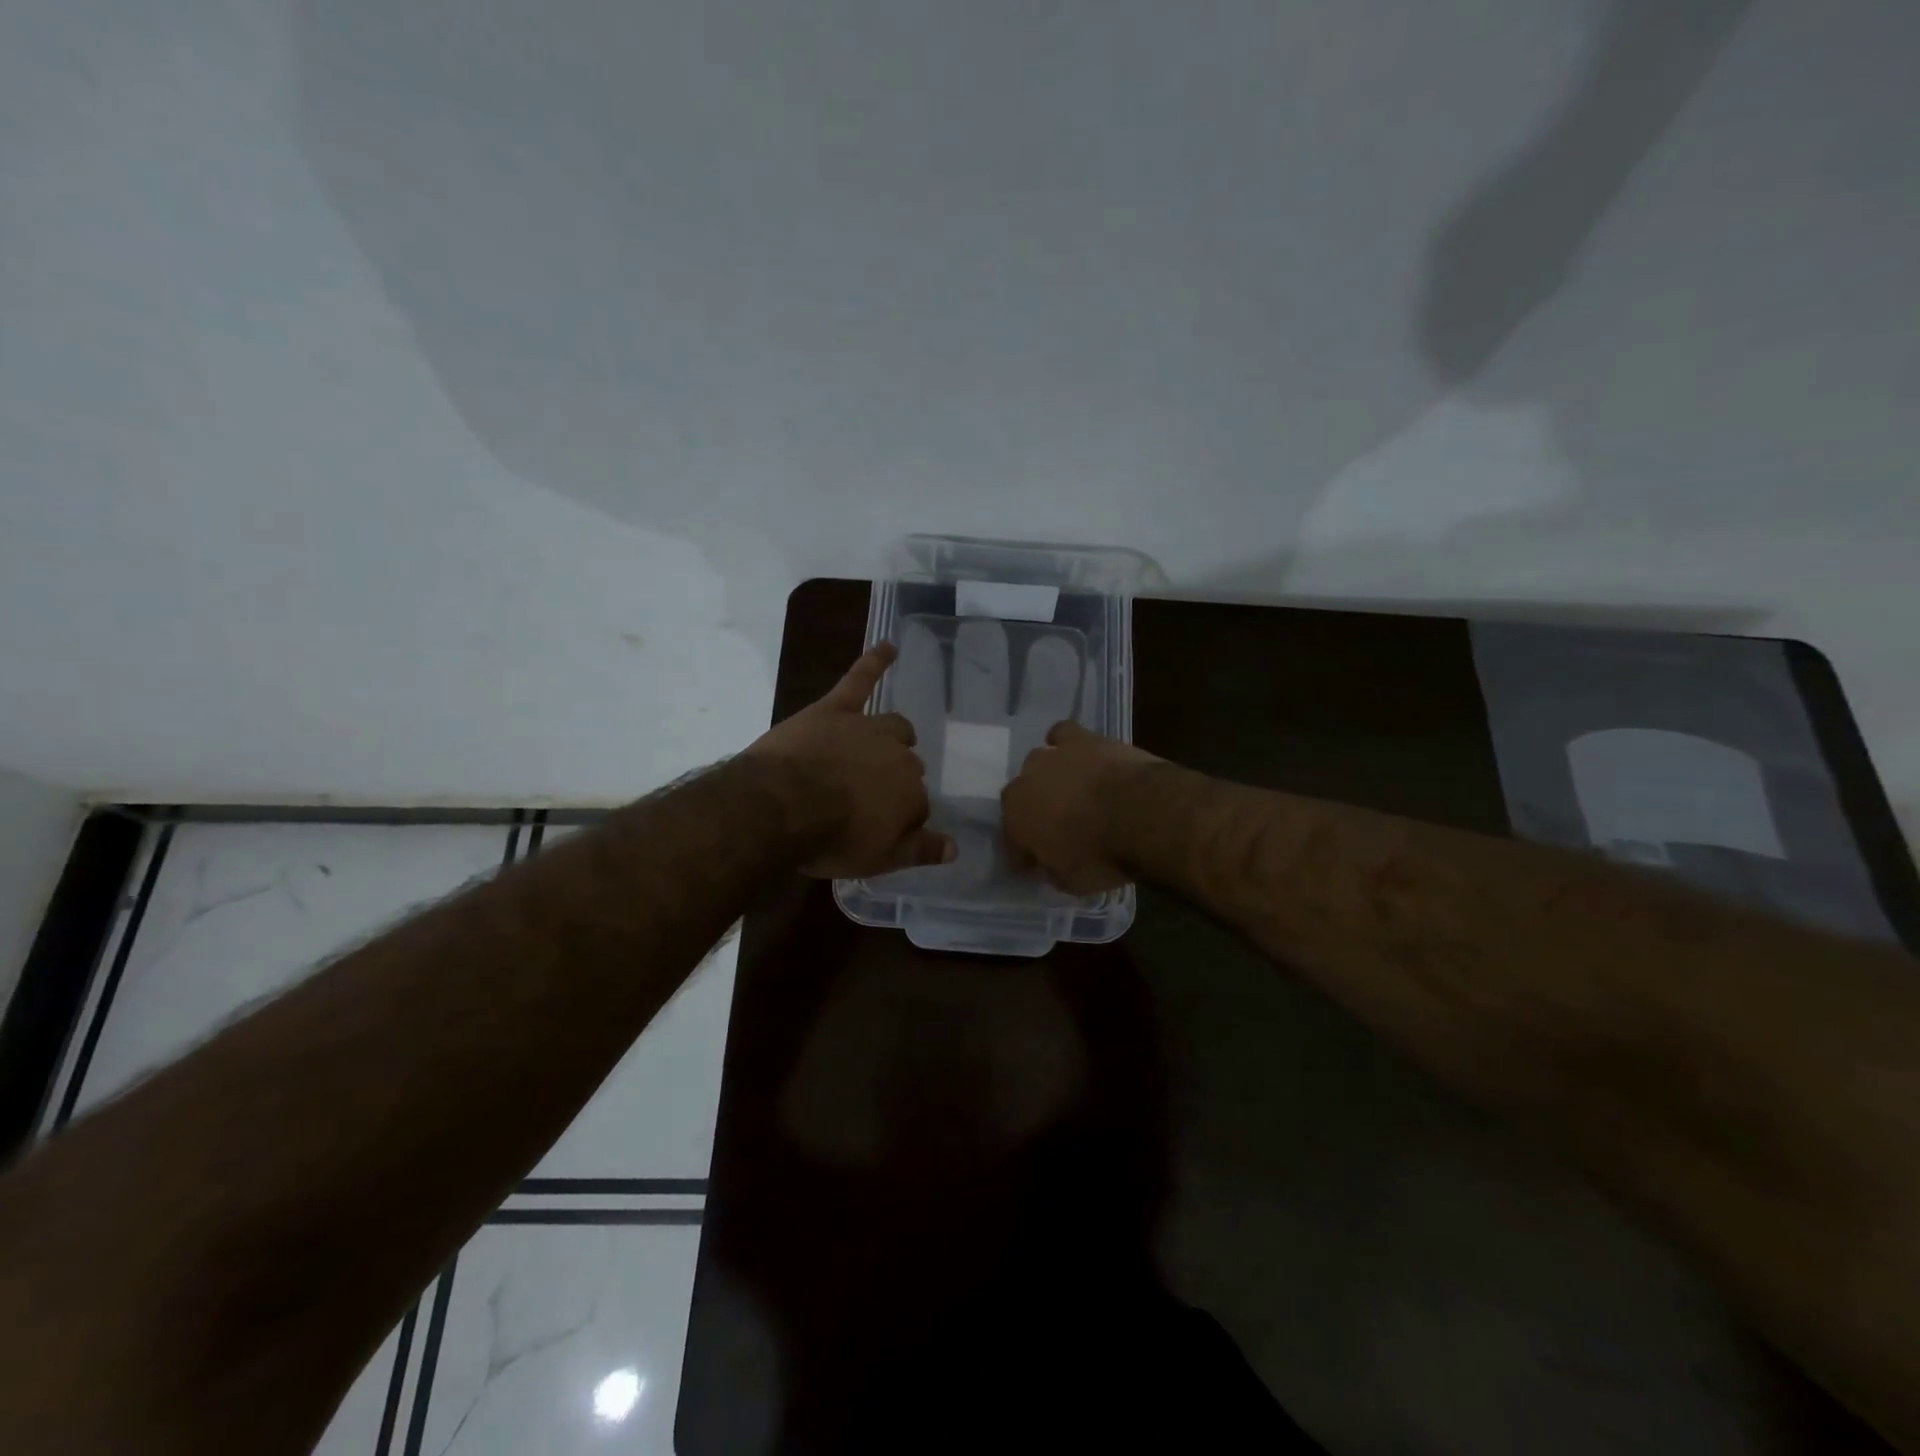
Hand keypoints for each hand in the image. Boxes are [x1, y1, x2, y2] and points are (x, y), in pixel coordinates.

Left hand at [744, 644, 956, 878]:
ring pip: (894, 727)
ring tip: (890, 745)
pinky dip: (875, 662)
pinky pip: (860, 680)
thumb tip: (954, 849)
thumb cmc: (829, 838)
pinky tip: (888, 646)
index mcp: (910, 794)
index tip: (880, 830)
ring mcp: (867, 729)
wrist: (780, 805)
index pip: (917, 807)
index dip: (900, 820)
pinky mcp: (836, 710)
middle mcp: (898, 757)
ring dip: (896, 737)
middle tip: (870, 800)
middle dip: (896, 782)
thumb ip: (918, 851)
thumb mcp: (877, 860)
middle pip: (908, 767)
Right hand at [1001, 721, 1161, 894]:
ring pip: (1039, 764)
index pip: (1010, 839)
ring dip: (1050, 778)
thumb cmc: (1101, 855)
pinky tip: (1079, 755)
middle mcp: (1024, 783)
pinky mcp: (1080, 738)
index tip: (1037, 864)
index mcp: (1015, 820)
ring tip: (1072, 791)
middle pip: (1022, 798)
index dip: (1023, 853)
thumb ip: (1051, 868)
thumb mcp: (1071, 882)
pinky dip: (1065, 744)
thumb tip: (1048, 862)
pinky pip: (1062, 734)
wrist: (1140, 813)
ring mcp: (1051, 756)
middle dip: (1035, 812)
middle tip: (1058, 828)